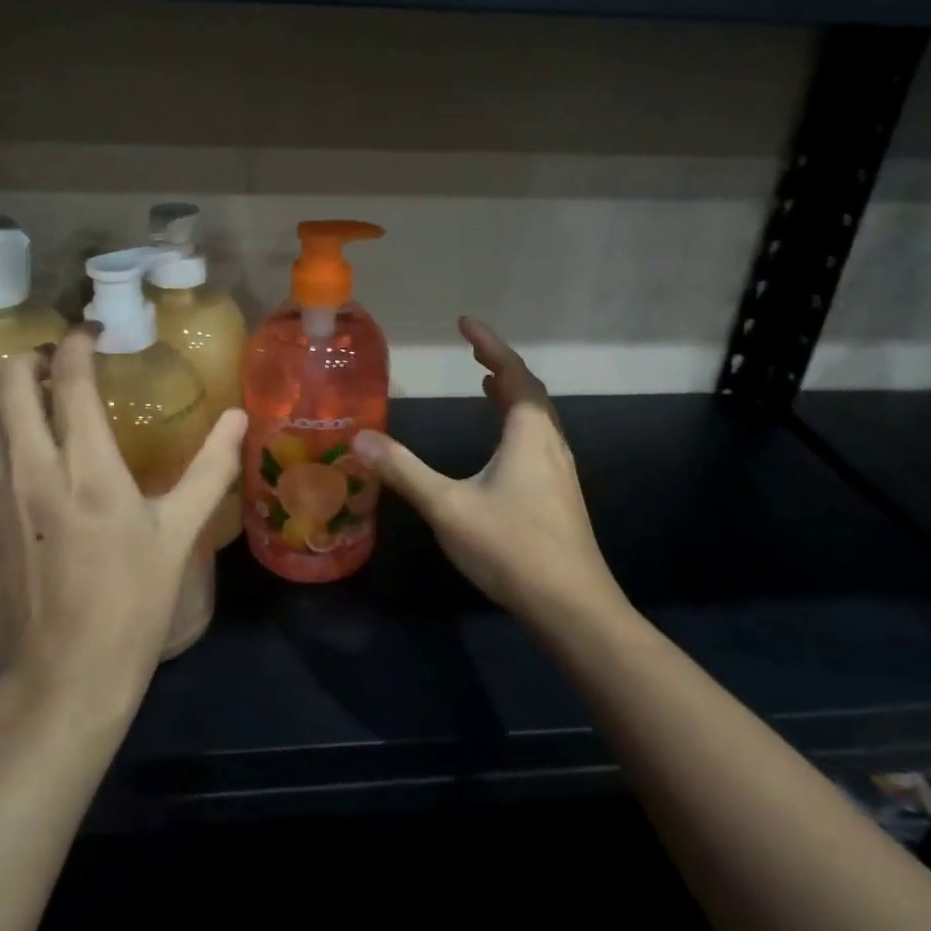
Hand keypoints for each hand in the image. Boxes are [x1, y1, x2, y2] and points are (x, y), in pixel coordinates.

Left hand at [0, 328, 246, 711]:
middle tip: (55, 361)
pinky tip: (27, 480)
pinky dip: (4, 459)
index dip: (76, 345)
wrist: (65, 679)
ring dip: (8, 400)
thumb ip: (210, 469)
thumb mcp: (179, 534)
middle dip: (28, 360)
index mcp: (86, 468)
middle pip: (7, 388)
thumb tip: (237, 417)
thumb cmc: (133, 602)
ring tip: (37, 401)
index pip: (67, 381)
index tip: (91, 333)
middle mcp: (30, 472)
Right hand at [353, 317, 622, 624]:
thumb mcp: (448, 507)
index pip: (512, 373)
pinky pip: (537, 441)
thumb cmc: (511, 547)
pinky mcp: (559, 497)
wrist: (572, 607)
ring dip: (512, 396)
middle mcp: (550, 443)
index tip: (465, 322)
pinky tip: (501, 450)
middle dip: (501, 367)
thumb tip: (359, 438)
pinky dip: (516, 425)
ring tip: (486, 386)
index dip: (489, 344)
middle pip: (529, 392)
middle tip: (473, 353)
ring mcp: (559, 472)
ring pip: (537, 419)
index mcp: (528, 433)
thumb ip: (403, 471)